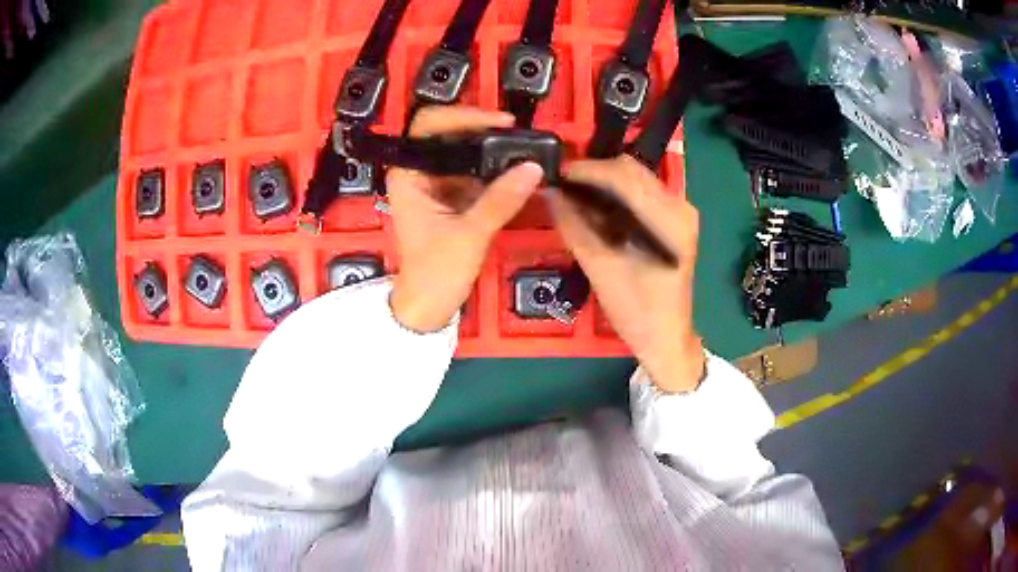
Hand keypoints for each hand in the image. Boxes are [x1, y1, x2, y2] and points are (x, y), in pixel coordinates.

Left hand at [388, 106, 543, 332]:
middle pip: (449, 135)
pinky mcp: (452, 197)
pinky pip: (475, 173)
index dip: (463, 116)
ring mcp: (437, 185)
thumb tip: (533, 168)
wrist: (429, 307)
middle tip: (518, 135)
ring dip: (492, 150)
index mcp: (408, 175)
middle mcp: (419, 173)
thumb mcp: (469, 236)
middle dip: (483, 131)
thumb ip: (500, 201)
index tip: (500, 123)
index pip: (429, 126)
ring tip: (523, 150)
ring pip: (465, 153)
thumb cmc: (435, 273)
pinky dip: (495, 170)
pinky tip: (517, 171)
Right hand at [549, 155, 704, 392]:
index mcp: (669, 220)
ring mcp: (680, 211)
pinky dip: (616, 194)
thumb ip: (575, 226)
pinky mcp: (675, 220)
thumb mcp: (600, 269)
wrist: (666, 337)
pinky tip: (597, 209)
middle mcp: (680, 207)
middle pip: (631, 170)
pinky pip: (641, 192)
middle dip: (594, 174)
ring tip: (575, 197)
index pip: (624, 176)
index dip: (587, 171)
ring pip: (635, 178)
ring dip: (604, 183)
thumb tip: (550, 193)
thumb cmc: (637, 311)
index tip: (556, 175)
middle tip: (562, 188)